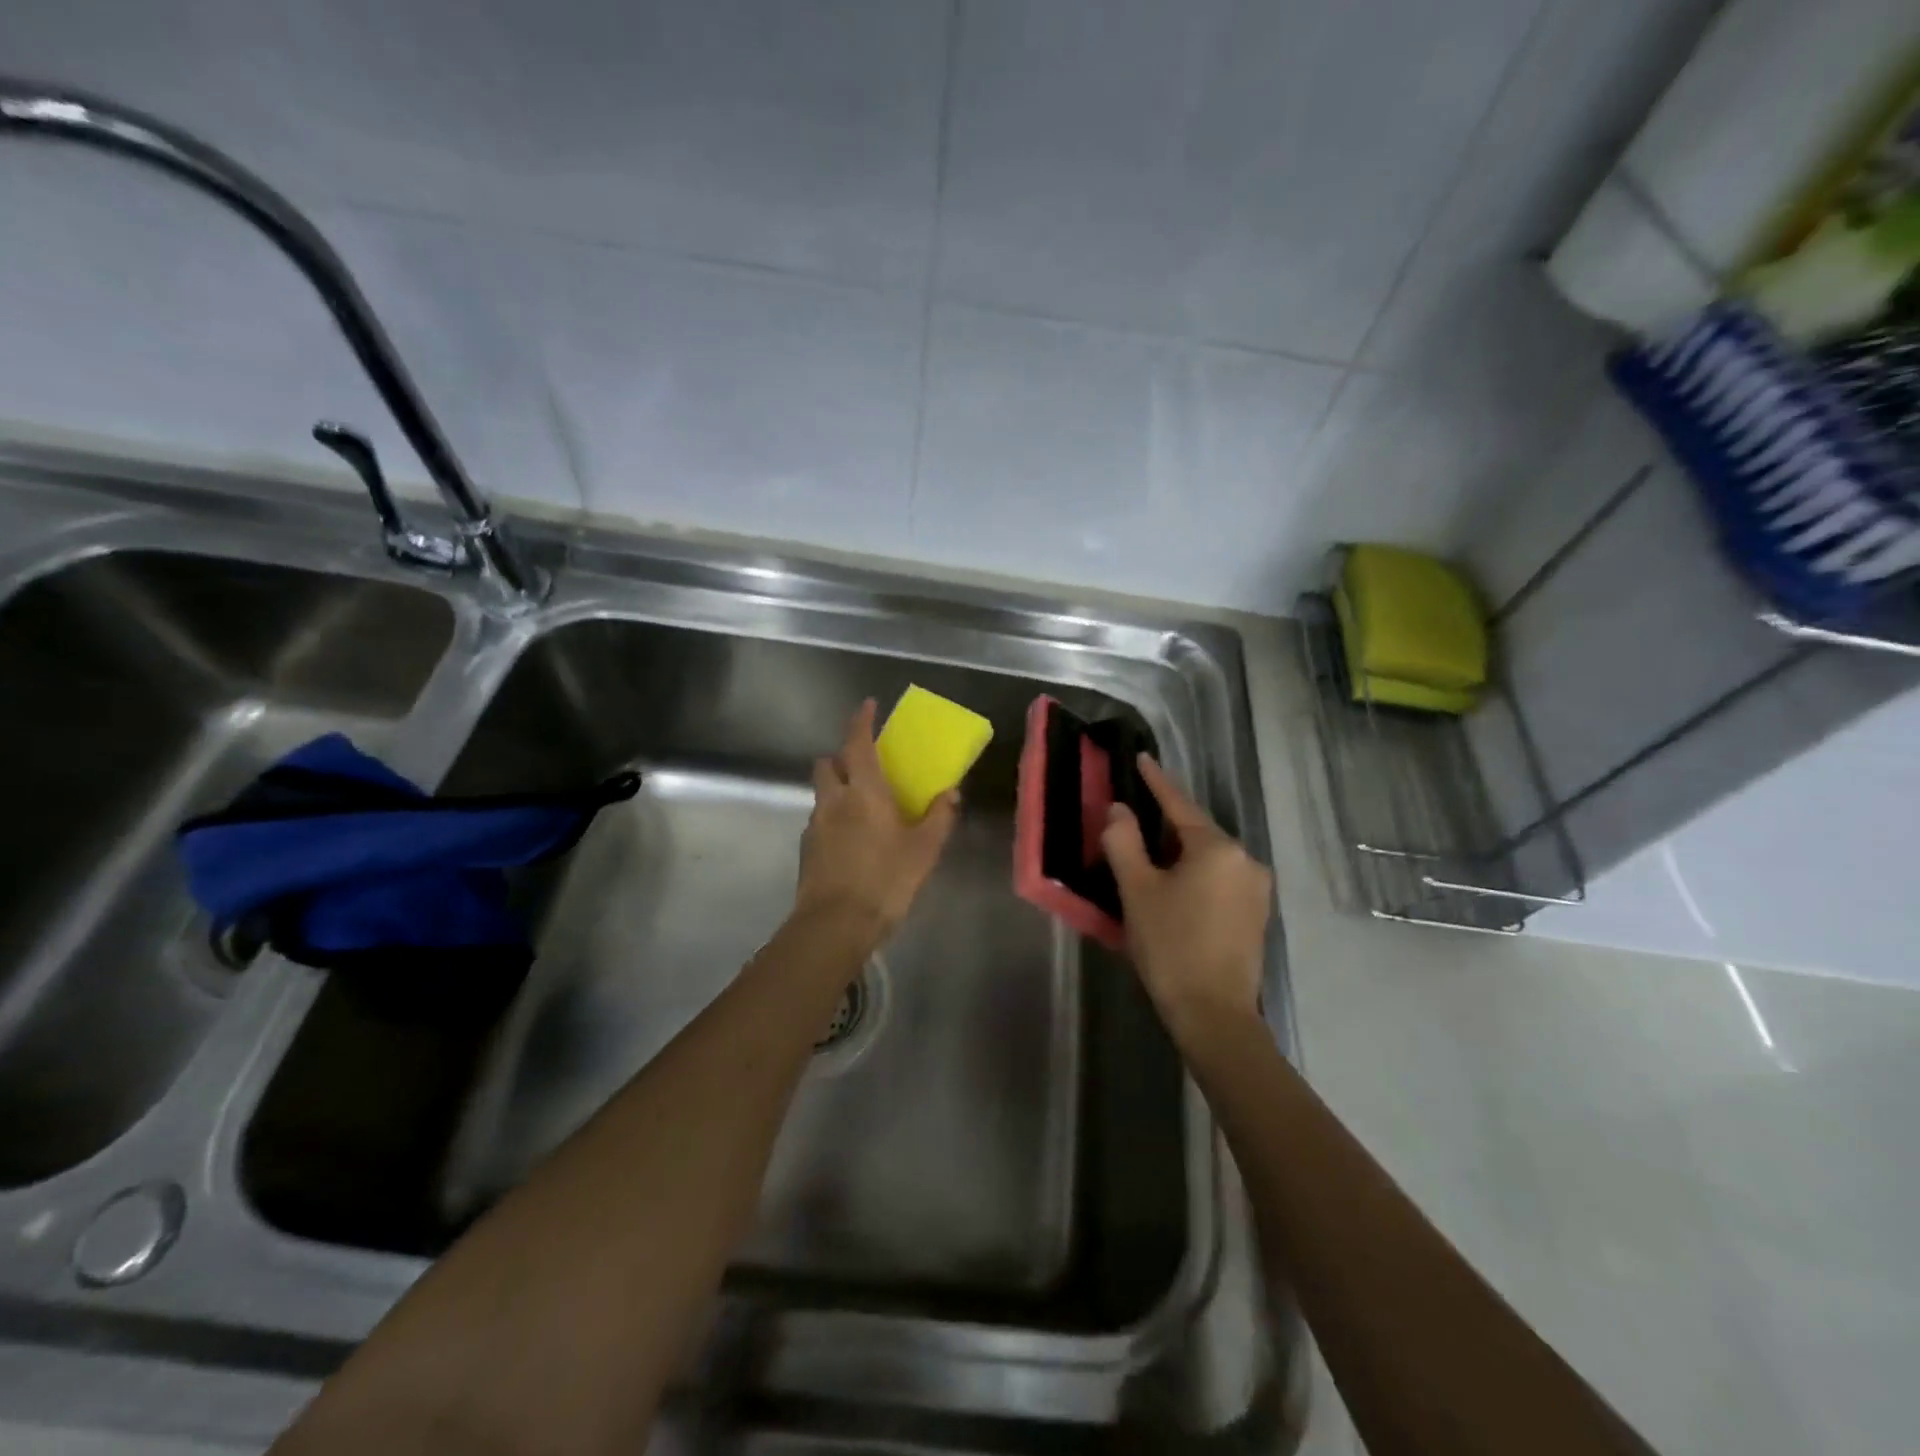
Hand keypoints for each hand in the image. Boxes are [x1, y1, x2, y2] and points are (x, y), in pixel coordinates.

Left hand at [795, 700, 957, 941]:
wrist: (835, 925)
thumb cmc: (886, 880)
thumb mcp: (925, 849)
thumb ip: (939, 817)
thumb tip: (950, 792)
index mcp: (864, 792)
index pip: (857, 743)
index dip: (861, 721)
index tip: (868, 705)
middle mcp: (834, 800)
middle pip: (828, 763)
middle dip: (841, 757)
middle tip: (863, 766)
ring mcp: (815, 825)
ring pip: (822, 793)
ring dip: (836, 788)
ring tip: (860, 808)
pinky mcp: (807, 849)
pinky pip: (820, 820)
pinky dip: (832, 818)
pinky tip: (851, 841)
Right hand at [1100, 755, 1270, 1046]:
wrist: (1215, 1014)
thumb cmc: (1171, 946)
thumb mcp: (1137, 891)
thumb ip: (1124, 842)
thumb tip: (1119, 809)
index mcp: (1217, 848)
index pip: (1179, 804)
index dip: (1157, 781)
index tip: (1143, 758)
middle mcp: (1245, 859)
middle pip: (1197, 830)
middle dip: (1165, 823)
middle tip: (1134, 817)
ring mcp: (1256, 889)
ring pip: (1209, 857)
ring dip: (1180, 851)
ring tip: (1149, 855)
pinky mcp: (1256, 914)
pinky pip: (1220, 878)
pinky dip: (1195, 874)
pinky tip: (1175, 887)